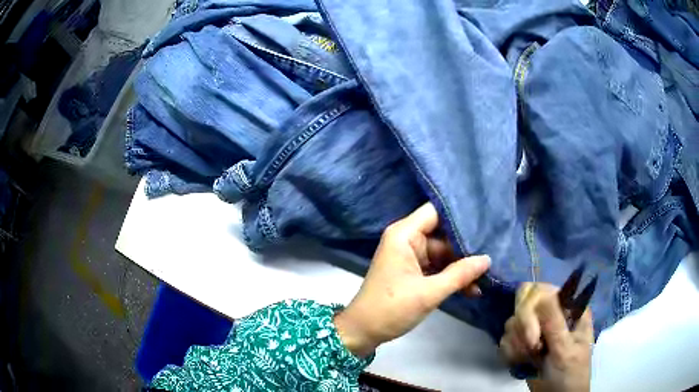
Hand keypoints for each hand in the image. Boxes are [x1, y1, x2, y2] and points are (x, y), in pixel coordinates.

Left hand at [334, 203, 489, 356]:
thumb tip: (487, 259)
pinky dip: (452, 278)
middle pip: (443, 235)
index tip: (486, 221)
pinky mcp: (413, 272)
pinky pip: (438, 268)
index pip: (436, 212)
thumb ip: (460, 274)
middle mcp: (407, 240)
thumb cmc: (391, 309)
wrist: (363, 332)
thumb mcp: (429, 293)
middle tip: (494, 253)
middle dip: (467, 248)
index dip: (460, 215)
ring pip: (444, 254)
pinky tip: (473, 289)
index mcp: (404, 235)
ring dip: (462, 267)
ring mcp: (411, 257)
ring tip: (488, 276)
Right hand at [500, 283, 592, 391]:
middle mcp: (551, 314)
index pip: (542, 291)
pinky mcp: (524, 344)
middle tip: (532, 349)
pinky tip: (520, 362)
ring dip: (517, 344)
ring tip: (530, 358)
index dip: (531, 307)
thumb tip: (543, 294)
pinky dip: (510, 352)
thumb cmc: (570, 373)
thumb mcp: (566, 350)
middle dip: (523, 330)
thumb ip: (555, 324)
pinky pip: (506, 339)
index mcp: (568, 308)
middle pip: (523, 305)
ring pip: (513, 323)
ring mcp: (537, 329)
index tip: (532, 335)